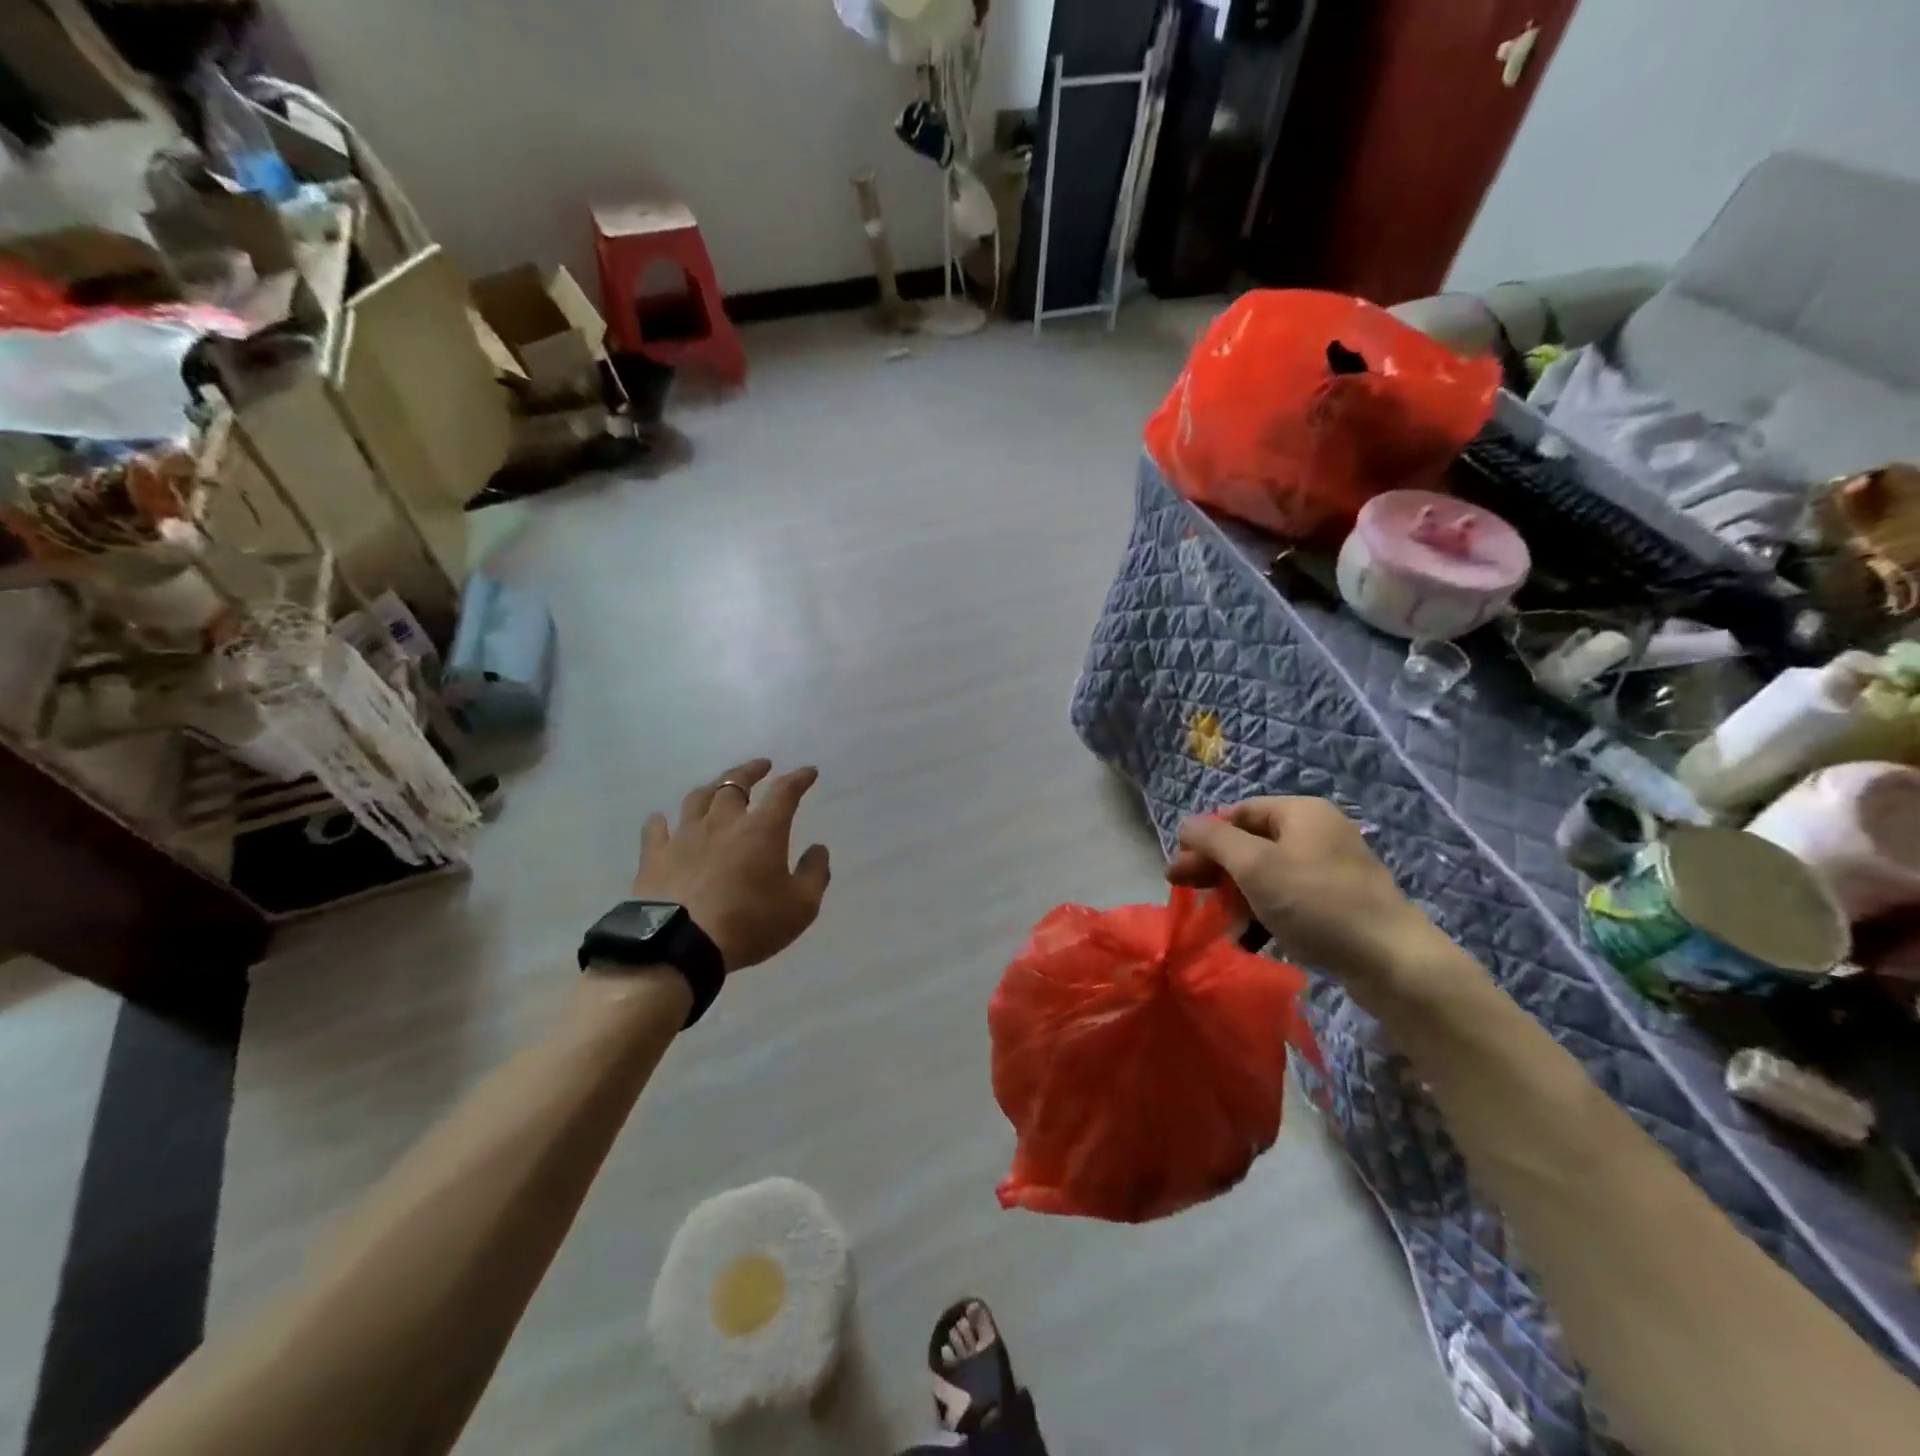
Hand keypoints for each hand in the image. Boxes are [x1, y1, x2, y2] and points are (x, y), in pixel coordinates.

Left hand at [631, 759, 831, 973]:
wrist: (680, 945)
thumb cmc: (749, 923)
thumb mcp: (800, 907)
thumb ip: (814, 874)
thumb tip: (818, 848)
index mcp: (762, 829)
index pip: (785, 792)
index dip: (799, 778)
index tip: (808, 772)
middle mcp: (723, 822)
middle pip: (735, 783)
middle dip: (751, 770)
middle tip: (761, 765)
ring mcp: (685, 835)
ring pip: (697, 798)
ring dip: (711, 788)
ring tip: (718, 787)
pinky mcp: (655, 855)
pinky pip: (656, 828)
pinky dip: (662, 821)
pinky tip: (662, 820)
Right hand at [1167, 797, 1431, 982]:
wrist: (1392, 960)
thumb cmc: (1316, 902)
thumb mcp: (1254, 866)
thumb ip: (1214, 840)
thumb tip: (1186, 825)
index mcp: (1300, 811)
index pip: (1238, 812)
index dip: (1205, 837)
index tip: (1180, 868)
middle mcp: (1317, 831)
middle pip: (1250, 842)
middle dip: (1215, 868)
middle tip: (1183, 890)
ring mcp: (1331, 868)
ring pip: (1267, 873)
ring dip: (1236, 894)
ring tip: (1218, 920)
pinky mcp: (1339, 902)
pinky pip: (1289, 897)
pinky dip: (1264, 911)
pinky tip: (1248, 936)